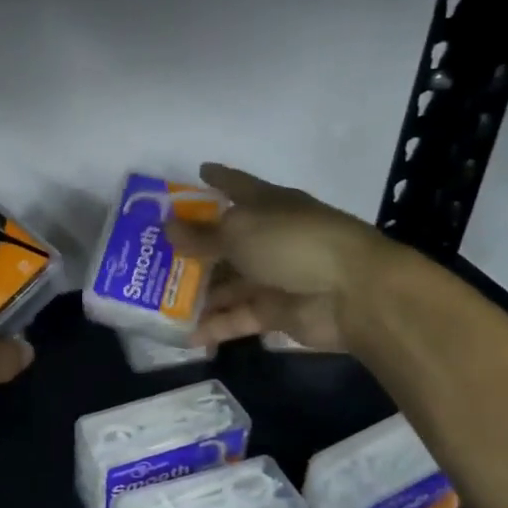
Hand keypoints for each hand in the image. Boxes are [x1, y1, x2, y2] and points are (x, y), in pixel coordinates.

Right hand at [163, 163, 389, 352]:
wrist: (354, 293)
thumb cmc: (293, 243)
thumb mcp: (239, 232)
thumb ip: (201, 235)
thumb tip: (167, 227)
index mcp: (266, 205)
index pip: (236, 185)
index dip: (217, 178)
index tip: (198, 171)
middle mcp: (268, 237)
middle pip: (224, 240)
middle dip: (192, 247)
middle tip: (154, 253)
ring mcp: (272, 276)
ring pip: (227, 283)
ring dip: (197, 292)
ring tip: (158, 300)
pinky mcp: (275, 312)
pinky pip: (237, 317)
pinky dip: (214, 326)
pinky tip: (185, 335)